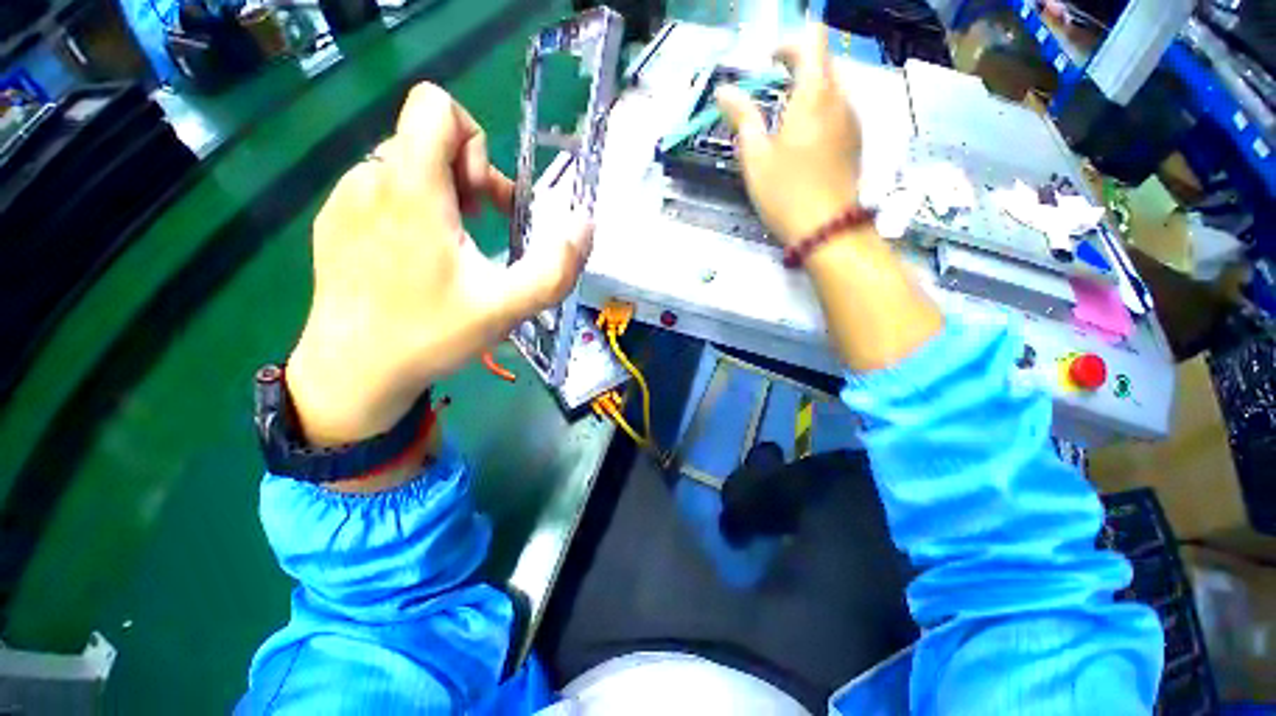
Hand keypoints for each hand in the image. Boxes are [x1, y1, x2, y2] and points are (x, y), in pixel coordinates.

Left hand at [287, 83, 592, 448]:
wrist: (353, 372)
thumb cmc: (431, 335)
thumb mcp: (508, 307)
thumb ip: (555, 268)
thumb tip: (584, 225)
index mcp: (411, 189)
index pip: (435, 105)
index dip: (475, 142)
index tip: (483, 197)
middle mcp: (370, 179)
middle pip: (427, 139)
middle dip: (467, 177)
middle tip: (480, 229)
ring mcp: (345, 199)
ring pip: (406, 165)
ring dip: (442, 196)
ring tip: (453, 248)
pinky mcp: (333, 221)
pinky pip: (382, 190)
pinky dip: (412, 211)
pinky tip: (418, 258)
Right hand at [715, 23, 862, 245]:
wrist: (827, 229)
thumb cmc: (786, 193)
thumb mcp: (756, 157)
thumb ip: (743, 118)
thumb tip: (724, 91)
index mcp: (814, 95)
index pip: (811, 40)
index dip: (787, 43)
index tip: (767, 65)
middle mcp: (840, 99)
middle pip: (822, 62)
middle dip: (795, 70)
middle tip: (768, 98)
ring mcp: (852, 120)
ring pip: (831, 88)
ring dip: (806, 93)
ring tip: (781, 124)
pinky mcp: (855, 141)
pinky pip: (838, 111)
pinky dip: (818, 113)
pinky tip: (801, 143)